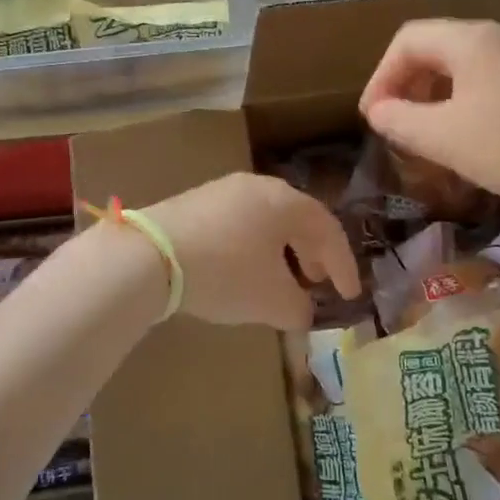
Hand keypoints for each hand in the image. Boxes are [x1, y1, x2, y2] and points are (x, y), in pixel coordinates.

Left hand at [144, 173, 361, 330]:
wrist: (149, 255)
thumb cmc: (226, 273)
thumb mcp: (271, 300)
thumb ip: (298, 308)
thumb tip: (302, 312)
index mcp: (286, 202)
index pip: (328, 230)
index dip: (343, 265)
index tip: (349, 296)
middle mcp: (259, 186)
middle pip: (297, 219)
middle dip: (312, 254)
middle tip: (317, 282)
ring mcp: (224, 191)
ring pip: (266, 221)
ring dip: (281, 251)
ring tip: (281, 280)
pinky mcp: (195, 203)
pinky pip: (239, 223)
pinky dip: (252, 247)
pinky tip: (242, 271)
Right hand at [359, 19, 499, 217]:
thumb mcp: (442, 137)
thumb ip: (399, 120)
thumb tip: (378, 112)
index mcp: (471, 39)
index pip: (408, 40)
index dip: (381, 75)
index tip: (373, 116)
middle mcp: (497, 36)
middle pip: (434, 47)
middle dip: (405, 83)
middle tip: (393, 122)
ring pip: (460, 64)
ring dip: (431, 92)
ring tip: (421, 129)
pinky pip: (485, 77)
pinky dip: (460, 98)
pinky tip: (461, 131)